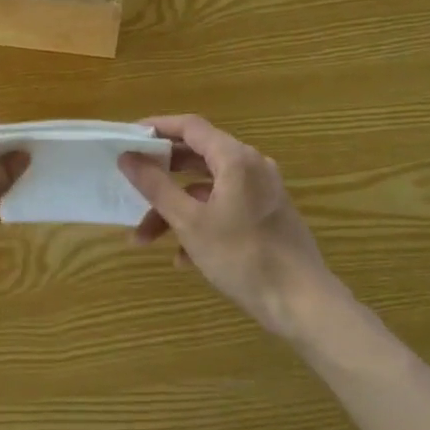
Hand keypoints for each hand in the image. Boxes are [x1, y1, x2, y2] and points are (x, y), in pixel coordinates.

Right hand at [120, 115, 348, 337]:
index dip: (156, 128)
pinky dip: (199, 223)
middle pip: (196, 157)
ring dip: (174, 209)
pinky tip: (182, 258)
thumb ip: (155, 186)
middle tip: (130, 183)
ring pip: (206, 189)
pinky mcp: (265, 216)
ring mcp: (261, 192)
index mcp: (235, 159)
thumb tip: (127, 158)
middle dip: (160, 177)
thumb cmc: (242, 256)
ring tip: (144, 239)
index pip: (190, 126)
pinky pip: (223, 208)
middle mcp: (251, 167)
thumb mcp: (189, 222)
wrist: (302, 302)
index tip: (127, 138)